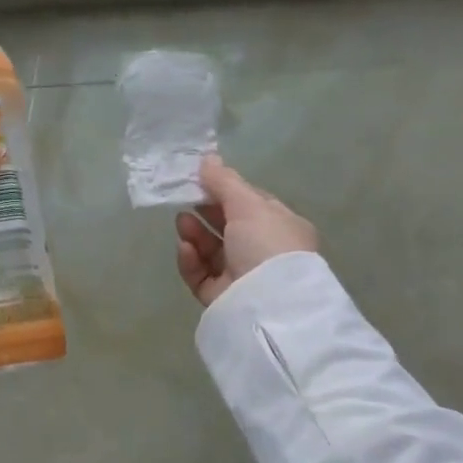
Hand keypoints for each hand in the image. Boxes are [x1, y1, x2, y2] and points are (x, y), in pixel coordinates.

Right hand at [175, 156, 319, 306]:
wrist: (268, 304)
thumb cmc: (266, 244)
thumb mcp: (248, 204)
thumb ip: (224, 181)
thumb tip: (207, 158)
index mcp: (280, 228)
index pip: (250, 204)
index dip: (224, 191)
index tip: (199, 180)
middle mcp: (263, 252)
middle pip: (227, 227)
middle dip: (205, 212)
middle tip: (183, 200)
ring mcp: (241, 276)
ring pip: (211, 251)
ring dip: (194, 234)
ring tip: (181, 222)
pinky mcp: (220, 297)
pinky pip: (200, 274)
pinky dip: (191, 260)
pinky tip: (185, 249)